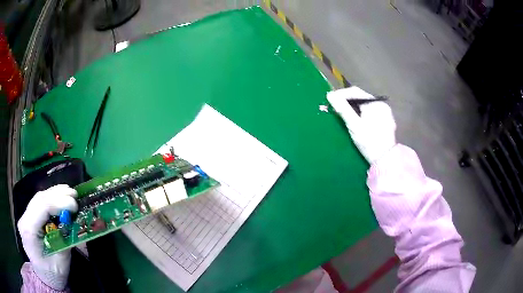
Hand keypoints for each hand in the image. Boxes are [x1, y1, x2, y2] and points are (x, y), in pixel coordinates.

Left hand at [17, 185, 77, 289]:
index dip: (58, 202)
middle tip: (74, 195)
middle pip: (39, 199)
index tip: (74, 204)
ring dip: (55, 194)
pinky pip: (39, 203)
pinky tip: (60, 197)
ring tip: (70, 193)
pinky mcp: (29, 217)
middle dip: (57, 195)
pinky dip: (51, 199)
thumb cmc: (53, 275)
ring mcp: (25, 216)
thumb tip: (72, 223)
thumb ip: (63, 242)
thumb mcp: (60, 263)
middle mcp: (24, 219)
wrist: (44, 279)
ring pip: (39, 198)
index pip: (41, 207)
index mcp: (28, 231)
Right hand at [327, 86, 395, 163]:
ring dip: (353, 109)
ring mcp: (385, 114)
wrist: (385, 160)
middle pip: (360, 99)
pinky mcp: (385, 123)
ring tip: (344, 116)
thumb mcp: (354, 125)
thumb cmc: (369, 142)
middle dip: (347, 102)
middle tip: (335, 110)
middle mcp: (381, 106)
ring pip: (365, 107)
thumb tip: (330, 95)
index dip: (341, 94)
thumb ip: (343, 109)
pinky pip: (370, 114)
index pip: (355, 92)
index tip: (330, 101)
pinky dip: (361, 115)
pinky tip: (356, 123)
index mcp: (375, 103)